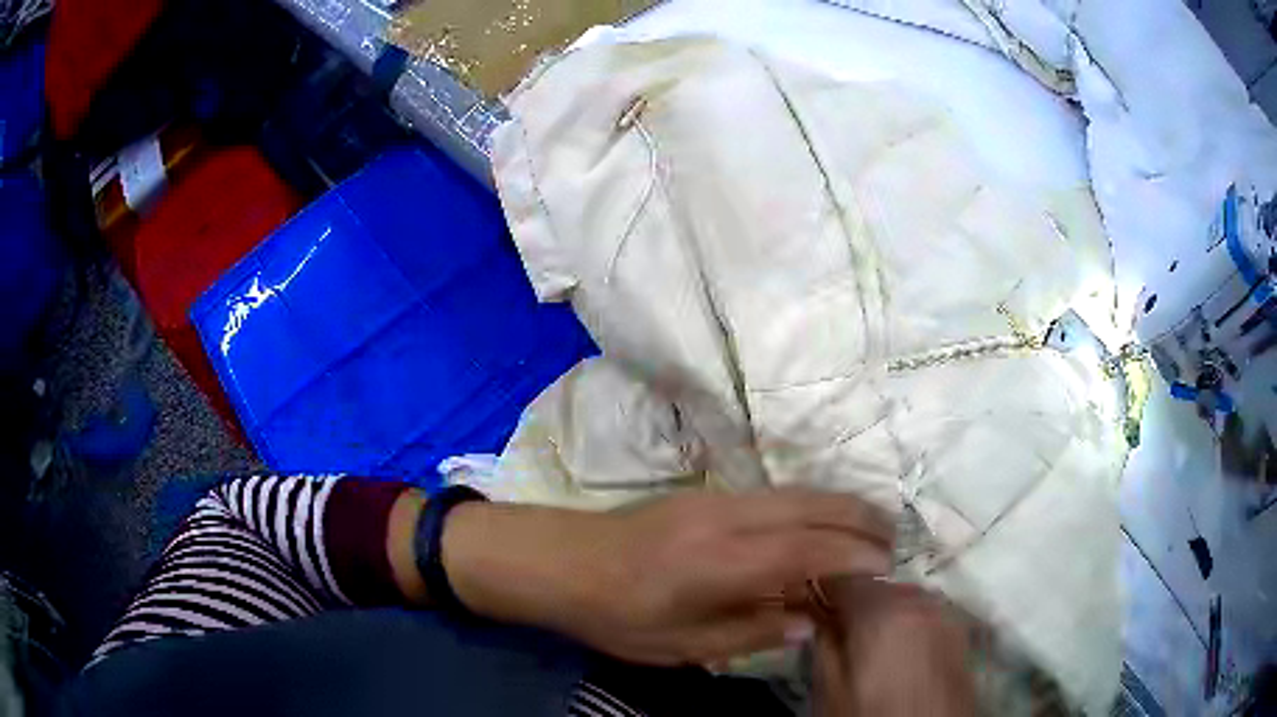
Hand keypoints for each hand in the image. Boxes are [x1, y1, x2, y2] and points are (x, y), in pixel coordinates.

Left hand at [442, 490, 892, 665]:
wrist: (561, 561)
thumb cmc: (616, 615)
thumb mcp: (680, 646)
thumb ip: (750, 633)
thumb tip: (810, 621)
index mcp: (718, 562)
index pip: (806, 549)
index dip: (852, 555)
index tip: (886, 566)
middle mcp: (725, 518)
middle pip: (810, 505)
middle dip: (859, 517)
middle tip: (893, 537)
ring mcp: (715, 498)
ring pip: (795, 492)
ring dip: (838, 505)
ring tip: (869, 527)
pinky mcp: (706, 494)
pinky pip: (775, 493)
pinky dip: (812, 504)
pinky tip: (821, 523)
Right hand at [813, 577, 976, 716]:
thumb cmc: (873, 715)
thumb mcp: (831, 690)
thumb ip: (823, 645)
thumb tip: (817, 617)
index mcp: (880, 611)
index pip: (842, 578)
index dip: (821, 589)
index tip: (807, 605)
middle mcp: (917, 601)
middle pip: (878, 586)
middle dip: (856, 602)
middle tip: (837, 629)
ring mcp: (944, 614)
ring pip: (905, 598)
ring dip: (885, 611)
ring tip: (869, 643)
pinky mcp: (960, 631)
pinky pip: (926, 614)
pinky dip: (910, 623)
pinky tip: (900, 651)